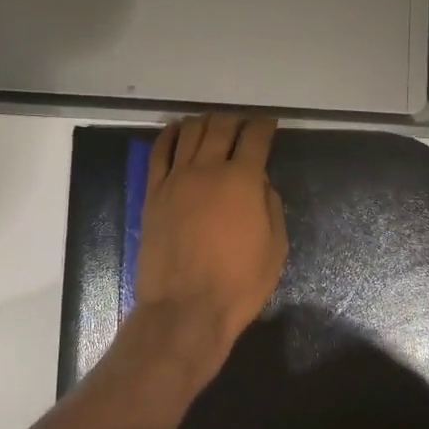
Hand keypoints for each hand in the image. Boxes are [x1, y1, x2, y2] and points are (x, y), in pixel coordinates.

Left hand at [135, 113, 287, 356]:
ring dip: (204, 122)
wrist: (185, 309)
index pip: (255, 138)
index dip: (264, 125)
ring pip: (189, 133)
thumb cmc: (239, 284)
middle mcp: (207, 169)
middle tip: (242, 123)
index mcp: (242, 180)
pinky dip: (169, 135)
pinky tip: (177, 131)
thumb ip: (270, 206)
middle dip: (235, 120)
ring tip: (212, 123)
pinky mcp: (153, 193)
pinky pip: (158, 152)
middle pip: (220, 127)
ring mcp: (175, 179)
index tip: (269, 123)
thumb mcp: (275, 247)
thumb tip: (259, 183)